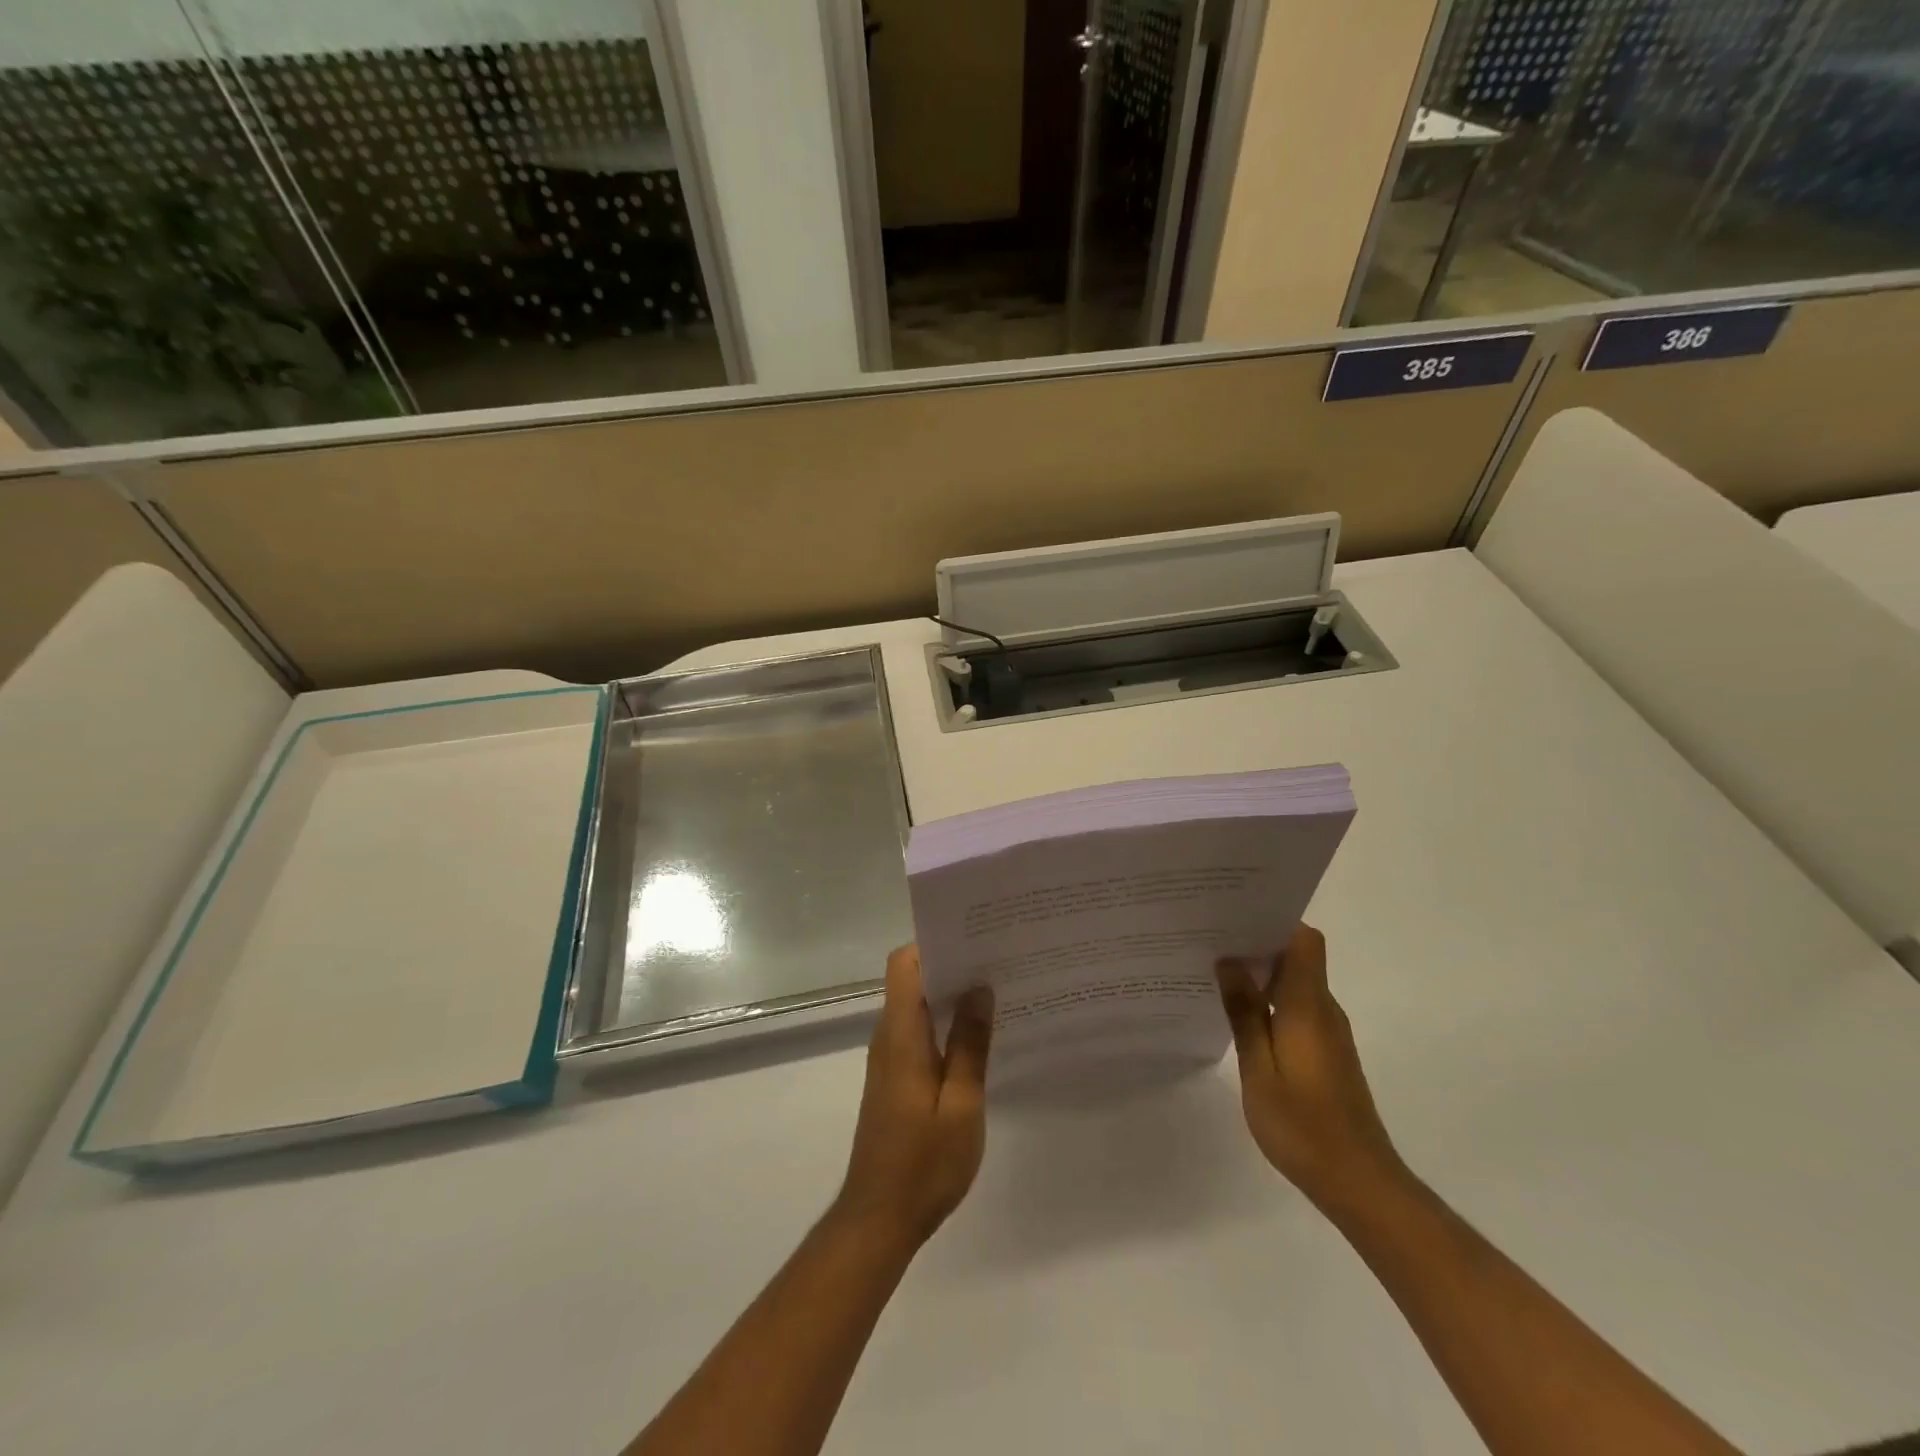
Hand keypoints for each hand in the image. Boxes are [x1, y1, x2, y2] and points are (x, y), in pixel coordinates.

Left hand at [833, 945, 993, 1249]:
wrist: (879, 1218)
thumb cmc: (923, 1163)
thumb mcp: (961, 1105)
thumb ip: (970, 1044)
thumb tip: (979, 988)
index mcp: (901, 1034)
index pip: (905, 963)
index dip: (934, 943)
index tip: (974, 937)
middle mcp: (888, 1036)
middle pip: (913, 979)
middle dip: (952, 963)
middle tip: (998, 959)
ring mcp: (889, 1057)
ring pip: (916, 1005)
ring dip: (950, 994)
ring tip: (997, 989)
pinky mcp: (895, 1077)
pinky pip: (919, 1031)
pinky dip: (945, 1023)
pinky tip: (979, 1035)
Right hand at [1217, 924, 1404, 1210]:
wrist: (1359, 1183)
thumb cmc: (1304, 1125)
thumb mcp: (1259, 1069)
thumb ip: (1244, 1013)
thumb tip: (1229, 961)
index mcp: (1308, 1006)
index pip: (1305, 941)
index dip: (1274, 921)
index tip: (1235, 917)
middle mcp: (1324, 1010)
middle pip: (1297, 957)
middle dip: (1256, 944)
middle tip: (1209, 941)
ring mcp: (1328, 1032)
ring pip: (1295, 983)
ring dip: (1261, 974)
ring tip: (1214, 973)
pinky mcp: (1326, 1053)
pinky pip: (1296, 1008)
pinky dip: (1269, 1001)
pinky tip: (1239, 1015)